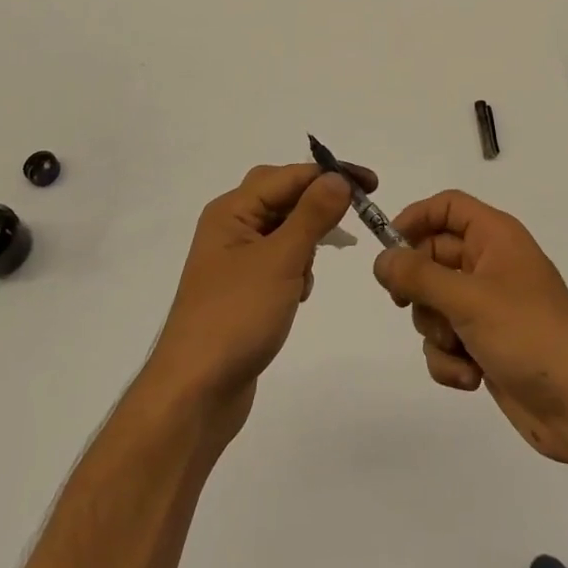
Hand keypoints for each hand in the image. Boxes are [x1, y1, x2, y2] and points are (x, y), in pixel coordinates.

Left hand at [146, 162, 368, 443]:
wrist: (195, 393)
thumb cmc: (237, 317)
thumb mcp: (281, 259)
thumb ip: (312, 214)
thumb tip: (338, 178)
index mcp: (231, 210)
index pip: (289, 175)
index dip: (331, 175)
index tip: (372, 185)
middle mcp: (229, 227)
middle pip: (282, 196)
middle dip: (317, 205)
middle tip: (352, 218)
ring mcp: (234, 260)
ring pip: (283, 228)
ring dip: (306, 240)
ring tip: (311, 270)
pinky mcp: (243, 290)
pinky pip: (278, 260)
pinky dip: (296, 267)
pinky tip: (299, 293)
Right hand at [372, 191, 567, 464]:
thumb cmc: (528, 334)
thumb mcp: (468, 299)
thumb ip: (418, 276)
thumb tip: (380, 260)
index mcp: (495, 236)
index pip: (447, 207)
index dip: (415, 219)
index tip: (388, 250)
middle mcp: (490, 264)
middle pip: (432, 257)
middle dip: (420, 288)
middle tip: (409, 304)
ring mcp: (487, 307)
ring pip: (434, 304)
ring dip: (436, 331)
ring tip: (459, 347)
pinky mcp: (484, 344)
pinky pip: (446, 340)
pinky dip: (449, 360)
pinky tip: (471, 376)